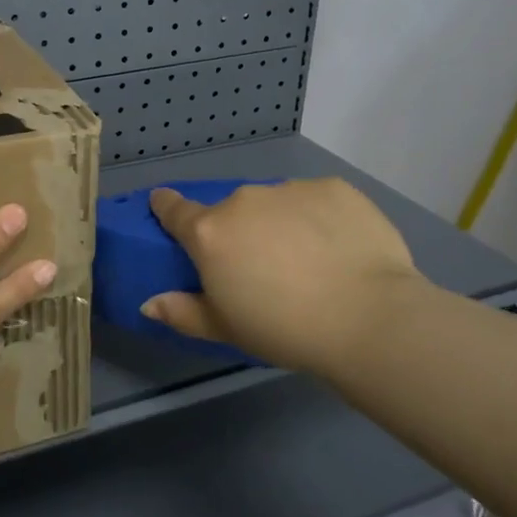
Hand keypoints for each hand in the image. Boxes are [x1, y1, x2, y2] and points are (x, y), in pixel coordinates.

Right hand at [143, 179, 424, 378]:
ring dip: (279, 223)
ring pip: (275, 203)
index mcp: (211, 233)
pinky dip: (319, 218)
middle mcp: (244, 200)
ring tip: (308, 260)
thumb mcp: (226, 329)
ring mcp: (290, 189)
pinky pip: (315, 199)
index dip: (166, 207)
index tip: (164, 206)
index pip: (174, 209)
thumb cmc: (284, 329)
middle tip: (262, 267)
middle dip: (239, 231)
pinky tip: (339, 248)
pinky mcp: (333, 187)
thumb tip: (148, 303)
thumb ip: (183, 312)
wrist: (368, 317)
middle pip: (231, 210)